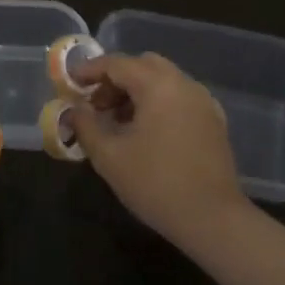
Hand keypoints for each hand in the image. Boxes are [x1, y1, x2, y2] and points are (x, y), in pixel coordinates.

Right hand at [67, 52, 248, 247]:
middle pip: (143, 65)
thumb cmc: (156, 184)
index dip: (90, 70)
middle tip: (96, 104)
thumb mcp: (109, 156)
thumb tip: (74, 110)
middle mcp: (183, 84)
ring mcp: (203, 101)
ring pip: (163, 80)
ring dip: (137, 91)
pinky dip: (158, 103)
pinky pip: (179, 98)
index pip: (117, 64)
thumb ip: (86, 126)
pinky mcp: (214, 121)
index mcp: (158, 85)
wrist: (214, 220)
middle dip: (115, 79)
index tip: (70, 82)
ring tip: (118, 122)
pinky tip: (147, 132)